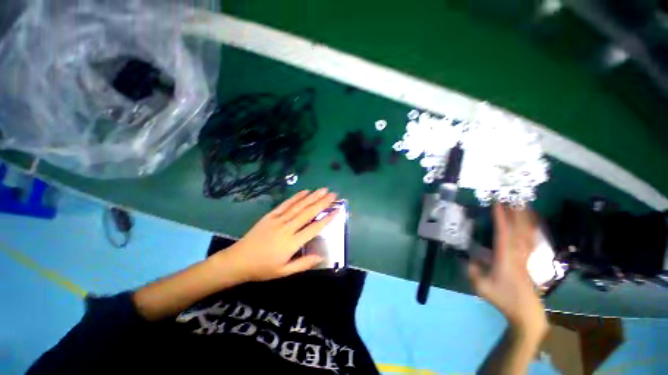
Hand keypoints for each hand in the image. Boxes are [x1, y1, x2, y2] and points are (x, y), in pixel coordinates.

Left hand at [220, 188, 337, 281]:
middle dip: (322, 203)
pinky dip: (296, 197)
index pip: (314, 229)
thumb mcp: (284, 272)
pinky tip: (304, 191)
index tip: (337, 211)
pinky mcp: (271, 215)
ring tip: (323, 190)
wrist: (238, 260)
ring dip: (312, 197)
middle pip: (308, 213)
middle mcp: (287, 228)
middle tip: (333, 194)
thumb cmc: (263, 268)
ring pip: (298, 206)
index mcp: (292, 243)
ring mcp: (278, 220)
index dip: (327, 219)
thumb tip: (321, 256)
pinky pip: (285, 204)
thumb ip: (303, 263)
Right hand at [468, 205, 547, 339]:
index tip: (496, 203)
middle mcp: (517, 252)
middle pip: (518, 228)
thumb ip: (472, 270)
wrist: (525, 311)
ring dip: (524, 216)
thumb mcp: (480, 286)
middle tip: (511, 196)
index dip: (500, 217)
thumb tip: (468, 257)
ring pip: (526, 232)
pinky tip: (530, 221)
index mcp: (505, 257)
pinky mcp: (528, 258)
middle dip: (515, 211)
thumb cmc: (503, 297)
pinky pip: (531, 239)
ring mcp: (525, 255)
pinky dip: (531, 227)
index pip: (503, 232)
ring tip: (522, 203)